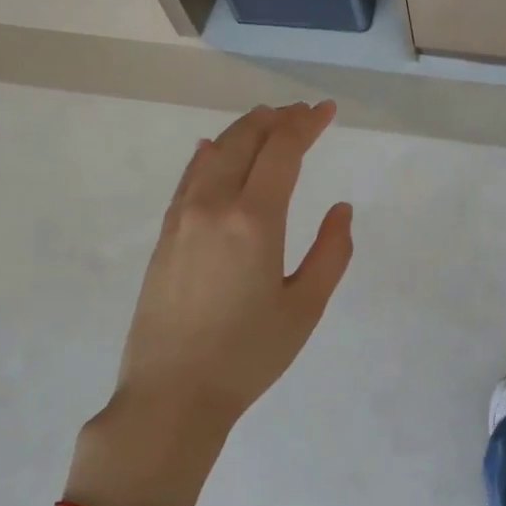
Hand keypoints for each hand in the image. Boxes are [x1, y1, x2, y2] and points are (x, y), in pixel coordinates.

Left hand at [68, 102, 352, 505]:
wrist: (172, 395)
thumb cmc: (249, 356)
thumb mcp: (306, 308)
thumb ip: (331, 252)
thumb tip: (340, 209)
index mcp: (254, 221)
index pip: (282, 151)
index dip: (306, 124)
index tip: (326, 110)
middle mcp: (213, 206)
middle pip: (244, 141)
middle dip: (276, 119)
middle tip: (302, 113)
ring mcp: (181, 219)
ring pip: (213, 154)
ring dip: (244, 132)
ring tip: (267, 122)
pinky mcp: (165, 237)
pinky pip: (189, 178)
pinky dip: (209, 155)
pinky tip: (214, 150)